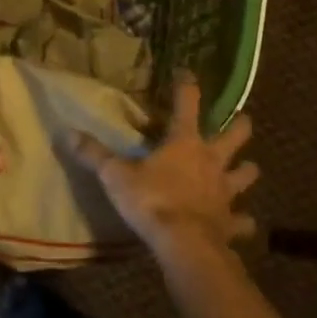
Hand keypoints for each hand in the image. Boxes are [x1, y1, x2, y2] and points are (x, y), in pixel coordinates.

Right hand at [70, 72, 258, 266]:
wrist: (184, 245)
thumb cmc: (151, 201)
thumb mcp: (115, 175)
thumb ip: (94, 154)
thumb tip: (67, 132)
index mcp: (184, 142)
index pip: (187, 103)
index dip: (187, 86)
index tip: (187, 73)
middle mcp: (211, 160)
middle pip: (233, 136)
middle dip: (240, 126)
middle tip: (244, 119)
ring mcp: (225, 192)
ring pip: (245, 174)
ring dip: (247, 171)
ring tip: (249, 168)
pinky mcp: (230, 222)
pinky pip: (242, 221)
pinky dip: (243, 221)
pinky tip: (244, 224)